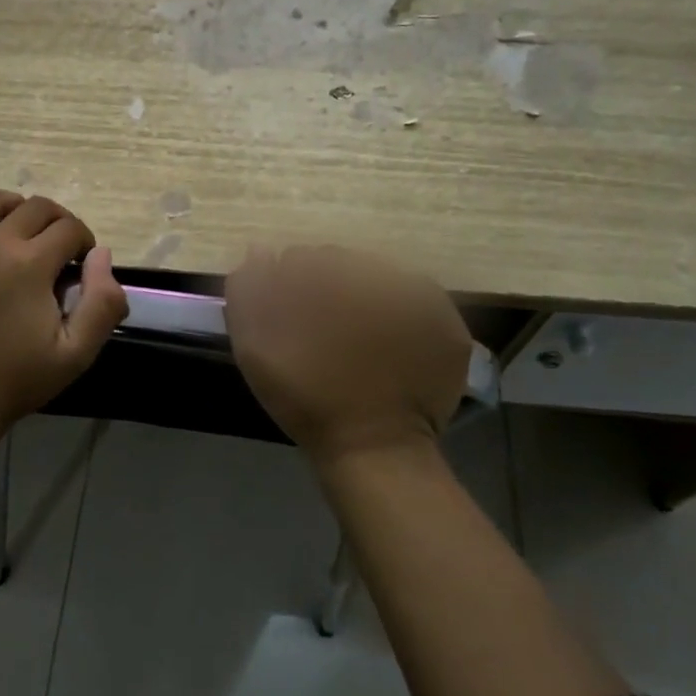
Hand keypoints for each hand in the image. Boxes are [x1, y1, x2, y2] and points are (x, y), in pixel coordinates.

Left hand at [0, 189, 127, 433]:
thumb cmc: (16, 380)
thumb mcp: (77, 352)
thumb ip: (103, 301)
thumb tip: (101, 253)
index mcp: (28, 263)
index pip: (69, 227)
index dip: (83, 240)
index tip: (80, 260)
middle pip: (33, 207)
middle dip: (55, 221)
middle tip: (55, 246)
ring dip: (12, 211)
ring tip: (15, 234)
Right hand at [225, 245, 470, 467]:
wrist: (371, 446)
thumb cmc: (305, 396)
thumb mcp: (254, 344)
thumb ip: (249, 290)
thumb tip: (261, 249)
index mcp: (326, 273)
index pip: (302, 259)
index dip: (292, 287)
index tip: (292, 318)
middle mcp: (375, 273)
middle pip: (344, 265)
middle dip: (331, 289)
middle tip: (326, 331)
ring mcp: (418, 295)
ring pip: (381, 279)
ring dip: (367, 298)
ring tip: (360, 340)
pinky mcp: (446, 322)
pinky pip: (418, 302)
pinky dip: (404, 315)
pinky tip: (391, 344)